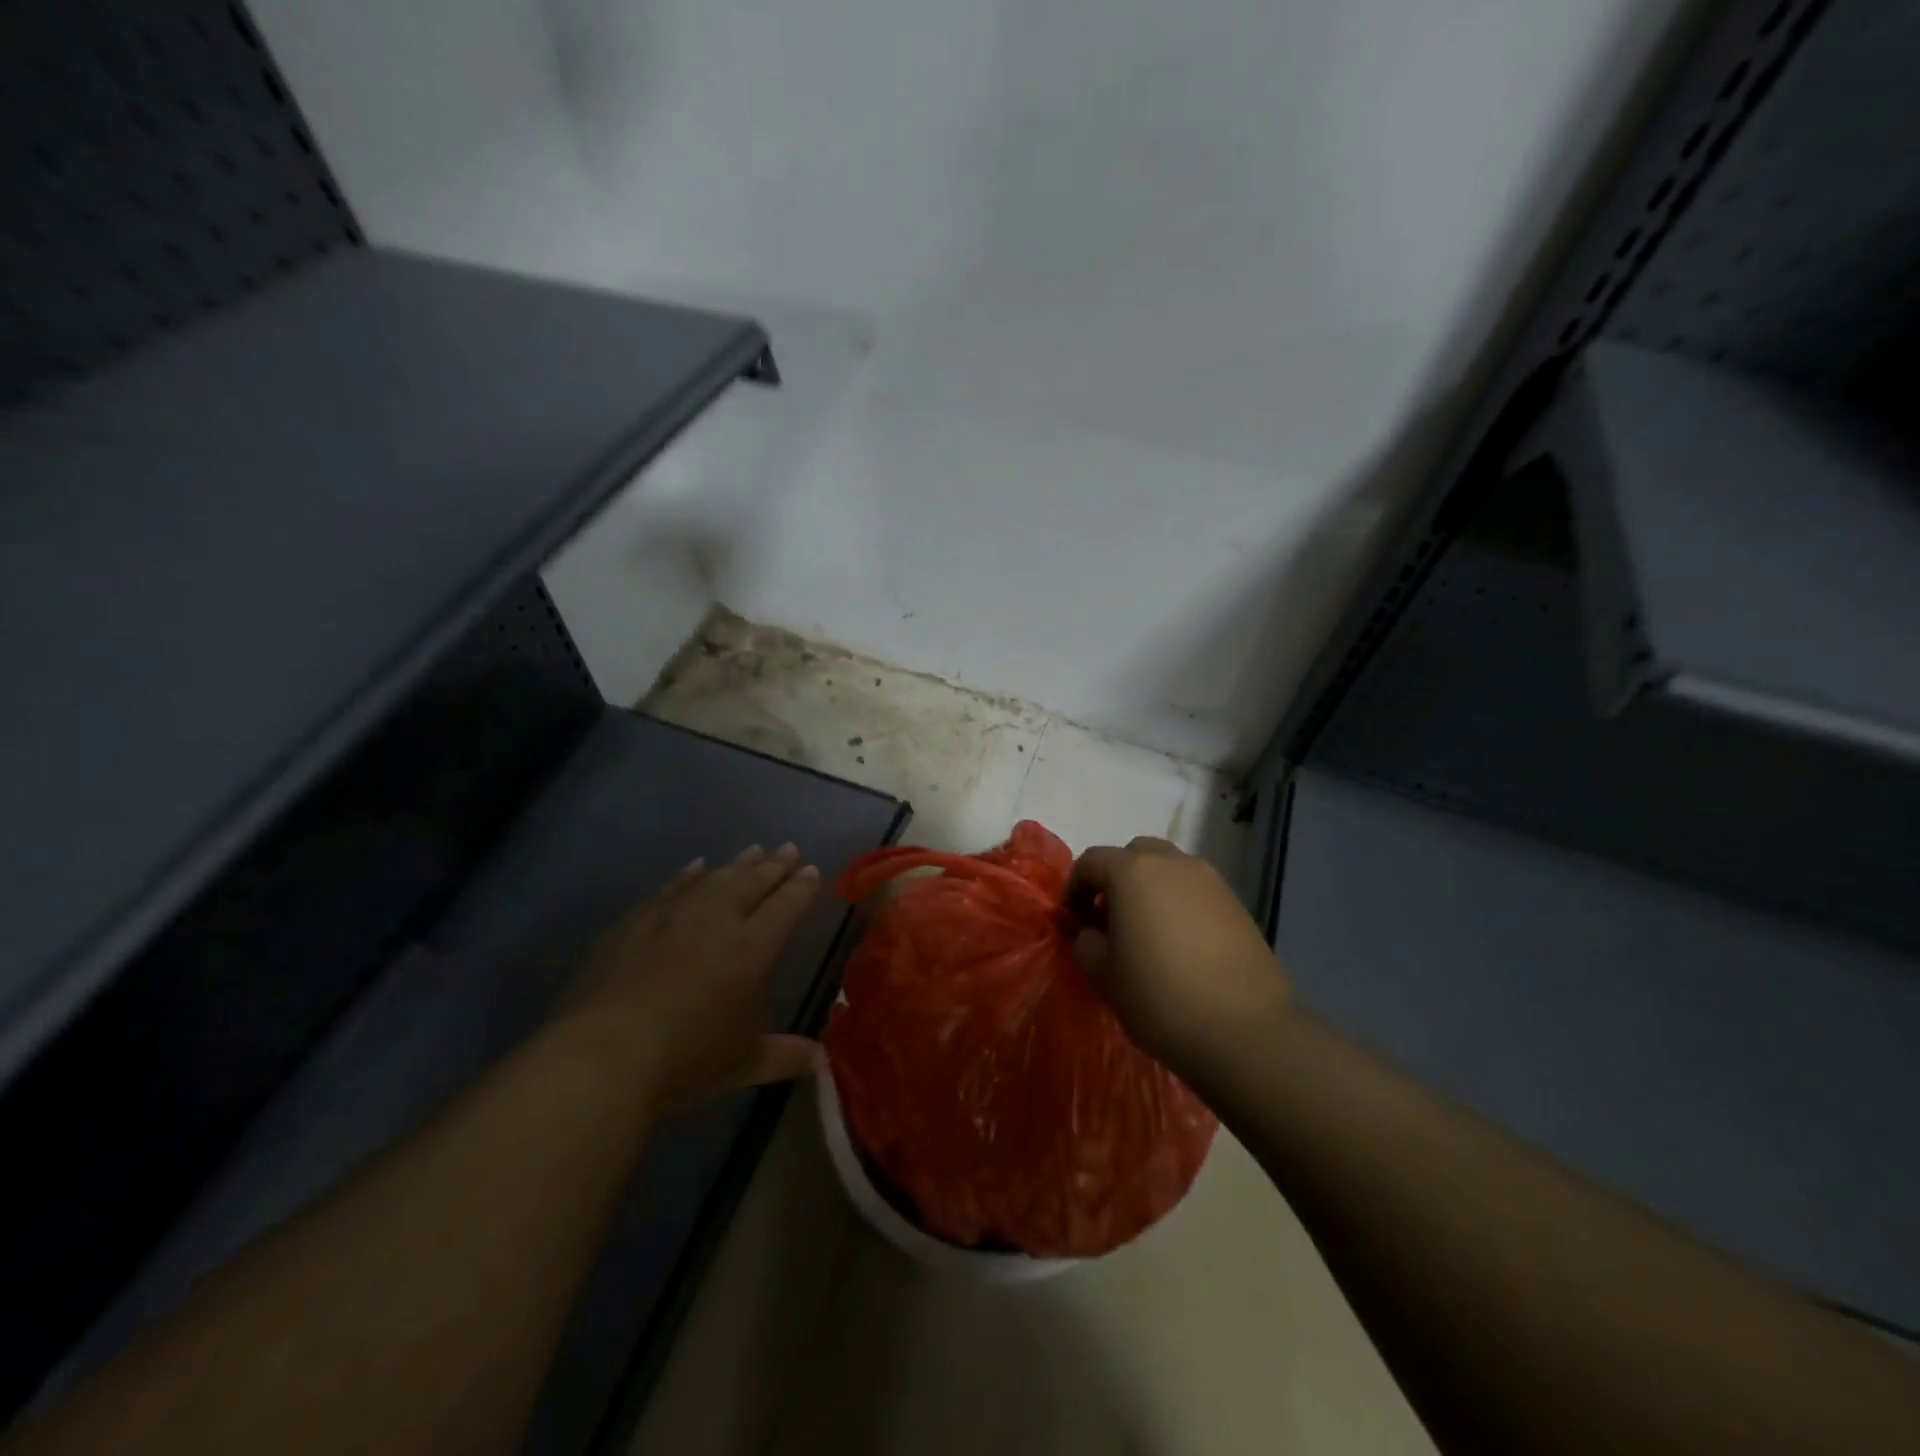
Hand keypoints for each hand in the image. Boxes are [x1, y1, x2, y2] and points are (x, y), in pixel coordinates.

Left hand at [556, 843, 823, 1110]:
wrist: (604, 1056)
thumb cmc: (686, 1060)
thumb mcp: (744, 1064)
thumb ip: (786, 1056)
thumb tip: (823, 1062)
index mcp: (753, 948)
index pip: (787, 906)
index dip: (802, 887)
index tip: (813, 871)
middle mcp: (718, 920)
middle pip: (753, 882)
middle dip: (775, 866)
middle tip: (790, 848)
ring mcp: (673, 916)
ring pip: (715, 878)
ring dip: (738, 864)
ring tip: (755, 849)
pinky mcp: (635, 922)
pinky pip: (671, 888)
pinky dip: (688, 875)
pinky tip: (696, 866)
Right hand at [1068, 837, 1291, 1082]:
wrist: (1246, 1030)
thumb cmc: (1160, 998)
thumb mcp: (1104, 975)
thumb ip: (1086, 942)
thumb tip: (1090, 931)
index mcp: (1132, 872)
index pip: (1091, 861)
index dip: (1074, 888)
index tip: (1073, 921)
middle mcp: (1172, 863)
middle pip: (1134, 854)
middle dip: (1115, 879)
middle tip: (1109, 919)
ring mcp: (1210, 880)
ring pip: (1169, 870)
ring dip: (1150, 889)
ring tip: (1147, 933)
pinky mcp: (1237, 903)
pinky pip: (1195, 891)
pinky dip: (1179, 904)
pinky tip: (1181, 946)